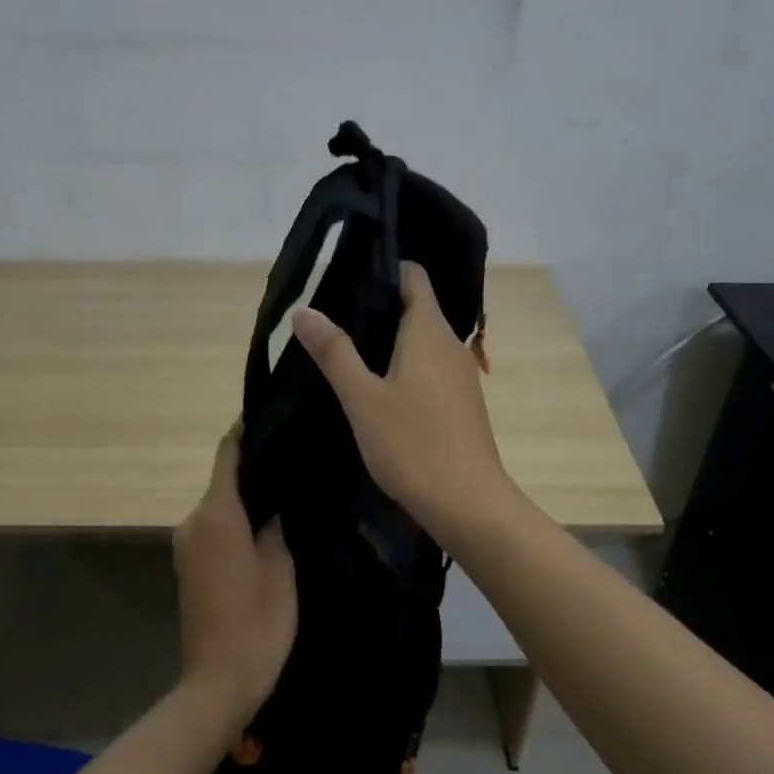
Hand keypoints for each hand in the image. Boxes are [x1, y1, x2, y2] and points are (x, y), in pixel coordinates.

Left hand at [173, 428, 298, 725]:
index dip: (246, 431)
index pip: (228, 454)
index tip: (273, 414)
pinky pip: (215, 528)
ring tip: (287, 492)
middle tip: (294, 459)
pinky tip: (266, 527)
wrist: (219, 682)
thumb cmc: (257, 622)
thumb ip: (274, 523)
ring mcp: (186, 545)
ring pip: (220, 506)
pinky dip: (236, 521)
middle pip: (224, 480)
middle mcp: (193, 521)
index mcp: (216, 514)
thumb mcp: (279, 567)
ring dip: (247, 497)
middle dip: (255, 468)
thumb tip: (272, 498)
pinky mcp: (189, 566)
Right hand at [292, 261, 515, 544]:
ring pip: (421, 340)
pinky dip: (403, 366)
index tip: (345, 275)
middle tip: (332, 316)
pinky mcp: (460, 403)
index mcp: (429, 331)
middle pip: (416, 307)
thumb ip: (334, 352)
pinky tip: (377, 389)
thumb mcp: (363, 399)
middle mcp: (450, 344)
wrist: (469, 504)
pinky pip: (429, 368)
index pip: (413, 276)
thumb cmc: (413, 445)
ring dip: (389, 340)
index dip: (382, 268)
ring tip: (346, 350)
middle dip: (377, 307)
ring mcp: (460, 375)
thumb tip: (304, 310)